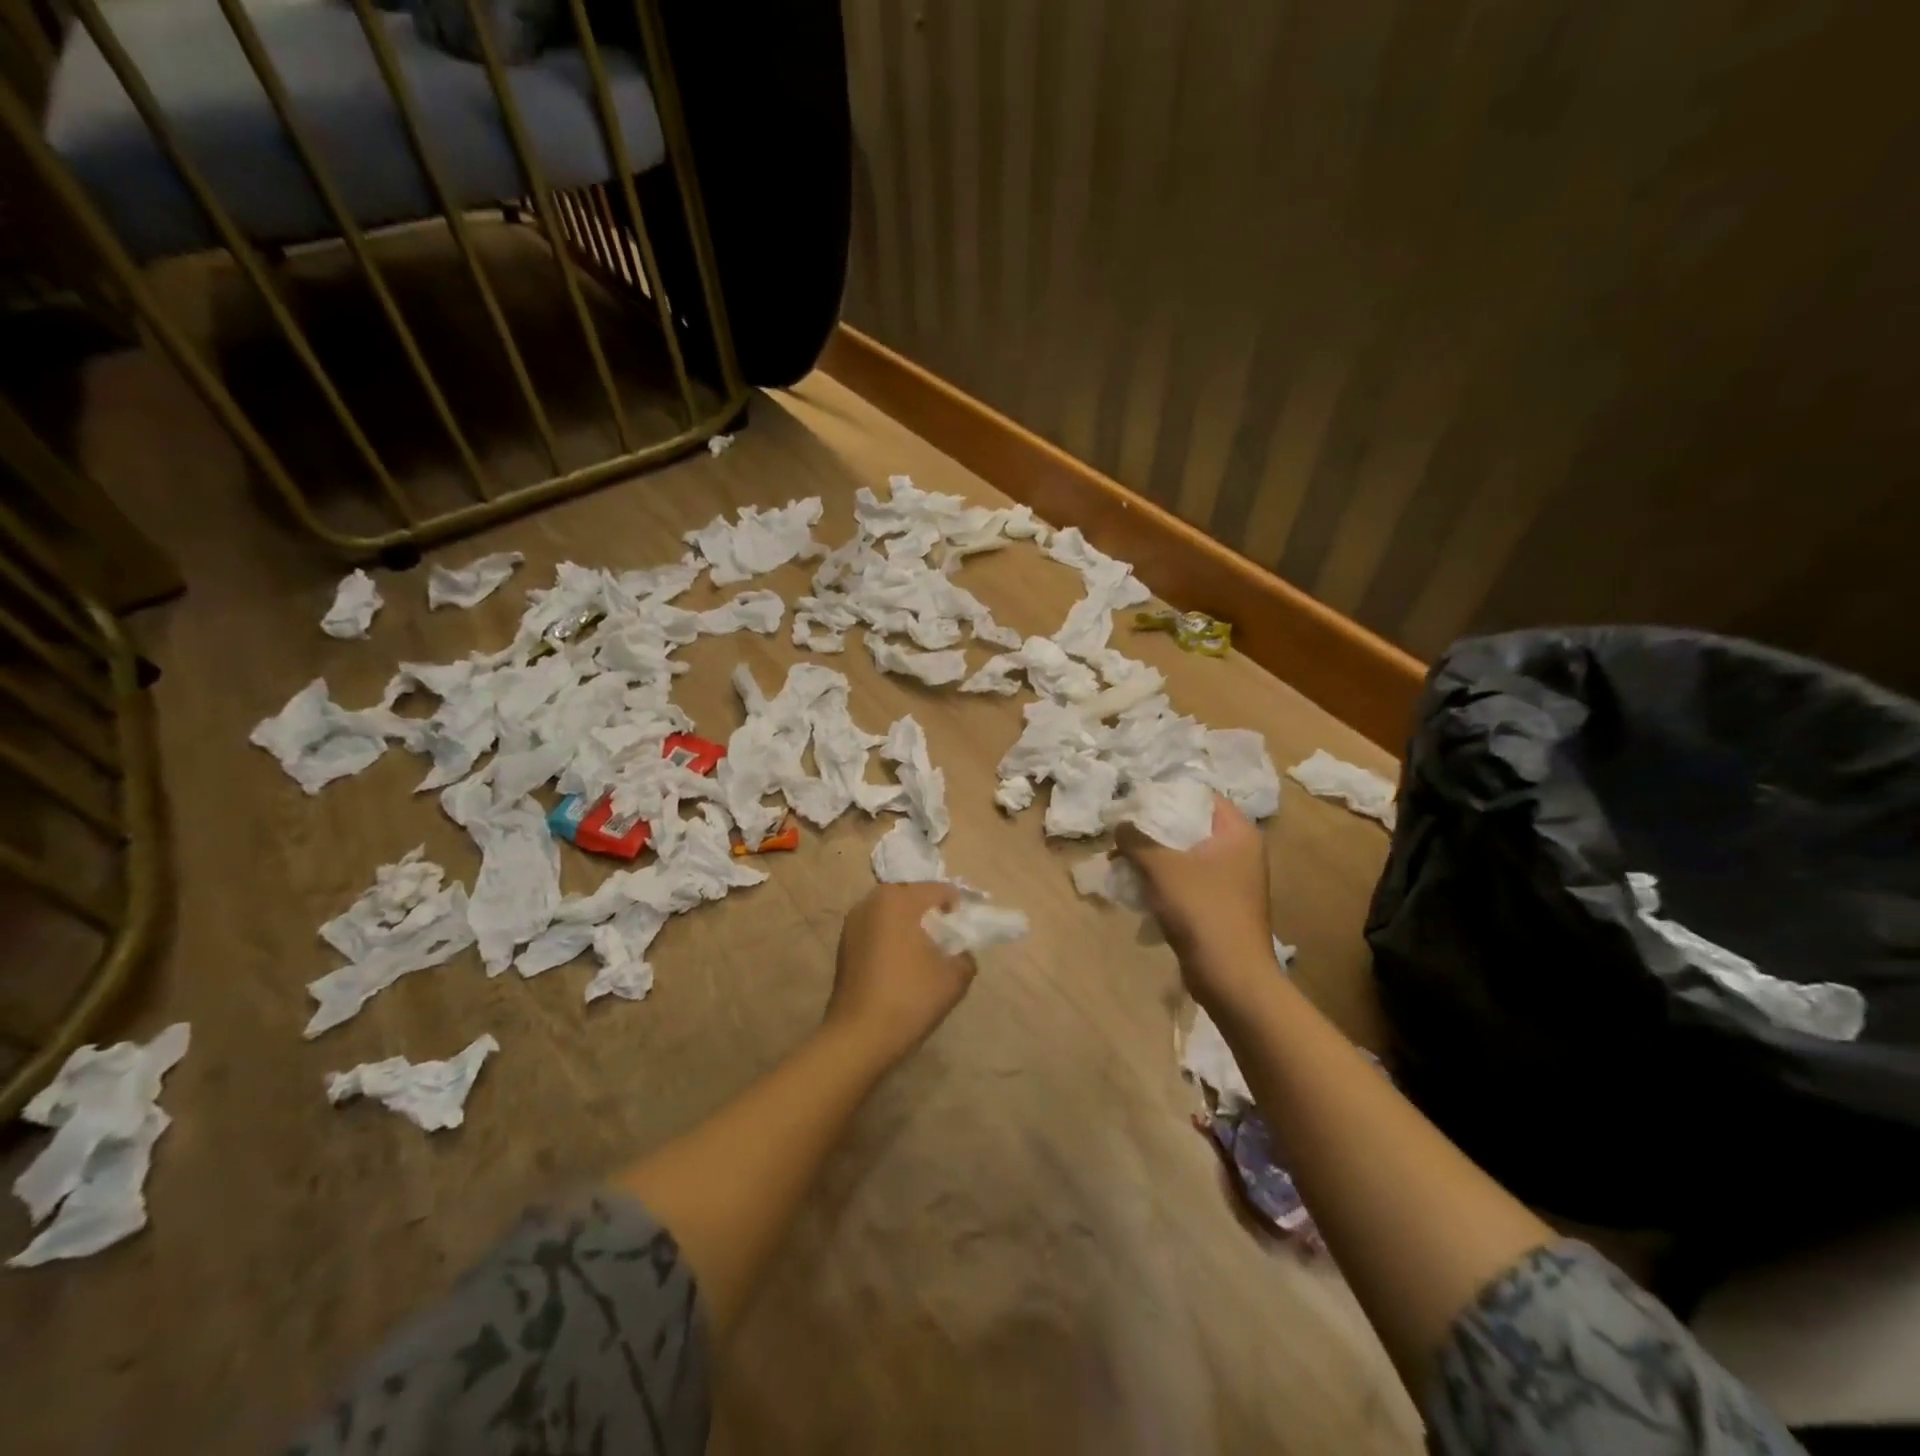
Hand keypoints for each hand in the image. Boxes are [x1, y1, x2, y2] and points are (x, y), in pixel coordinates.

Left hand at [825, 883, 977, 1065]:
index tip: (965, 930)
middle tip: (946, 939)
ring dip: (908, 925)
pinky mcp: (843, 945)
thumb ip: (965, 956)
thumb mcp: (954, 977)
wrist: (859, 1037)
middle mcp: (871, 902)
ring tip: (924, 954)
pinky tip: (901, 966)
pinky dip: (891, 938)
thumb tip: (959, 953)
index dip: (956, 906)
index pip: (938, 890)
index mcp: (899, 899)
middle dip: (930, 913)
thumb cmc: (910, 998)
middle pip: (911, 896)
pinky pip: (876, 930)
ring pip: (891, 913)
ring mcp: (852, 923)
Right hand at [1116, 795, 1274, 1008]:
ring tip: (1122, 858)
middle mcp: (1241, 852)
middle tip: (1123, 829)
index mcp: (1238, 834)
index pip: (1202, 797)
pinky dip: (1165, 880)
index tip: (1137, 798)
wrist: (1231, 977)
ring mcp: (1233, 881)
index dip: (1168, 794)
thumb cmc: (1202, 910)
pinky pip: (1189, 881)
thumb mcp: (1162, 868)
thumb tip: (1120, 824)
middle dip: (1155, 828)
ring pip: (1188, 856)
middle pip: (1192, 826)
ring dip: (1156, 856)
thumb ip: (1137, 840)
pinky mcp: (1222, 906)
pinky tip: (1137, 885)